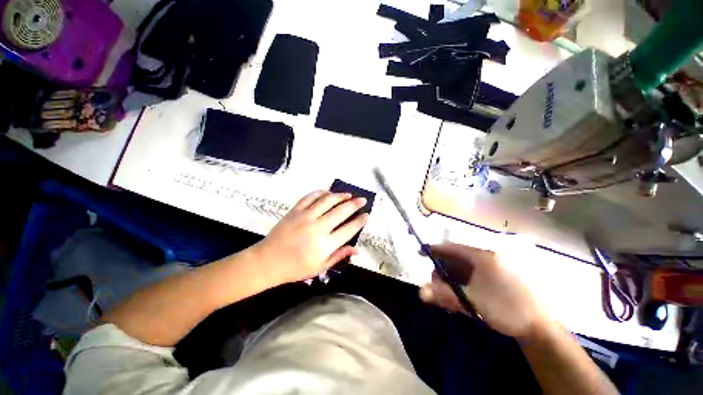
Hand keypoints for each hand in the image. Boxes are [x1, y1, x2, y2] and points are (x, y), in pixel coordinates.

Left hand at [251, 190, 369, 283]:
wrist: (268, 261)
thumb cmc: (295, 268)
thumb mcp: (320, 267)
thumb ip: (339, 256)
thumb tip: (357, 250)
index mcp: (325, 244)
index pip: (348, 229)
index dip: (360, 221)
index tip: (367, 215)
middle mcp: (318, 228)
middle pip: (341, 211)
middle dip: (354, 204)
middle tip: (362, 199)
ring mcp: (305, 217)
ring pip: (327, 201)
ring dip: (340, 195)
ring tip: (348, 194)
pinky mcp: (295, 211)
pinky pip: (310, 197)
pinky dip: (320, 193)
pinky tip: (327, 193)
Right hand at [419, 242, 546, 338]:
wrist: (541, 329)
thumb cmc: (505, 310)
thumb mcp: (472, 302)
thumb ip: (444, 295)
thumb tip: (420, 292)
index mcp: (484, 257)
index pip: (452, 247)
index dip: (435, 249)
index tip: (421, 252)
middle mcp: (490, 257)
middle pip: (458, 258)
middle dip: (443, 270)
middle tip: (436, 284)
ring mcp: (498, 266)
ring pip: (466, 267)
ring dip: (453, 278)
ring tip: (450, 294)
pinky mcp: (502, 276)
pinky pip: (477, 274)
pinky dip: (465, 282)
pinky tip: (463, 294)